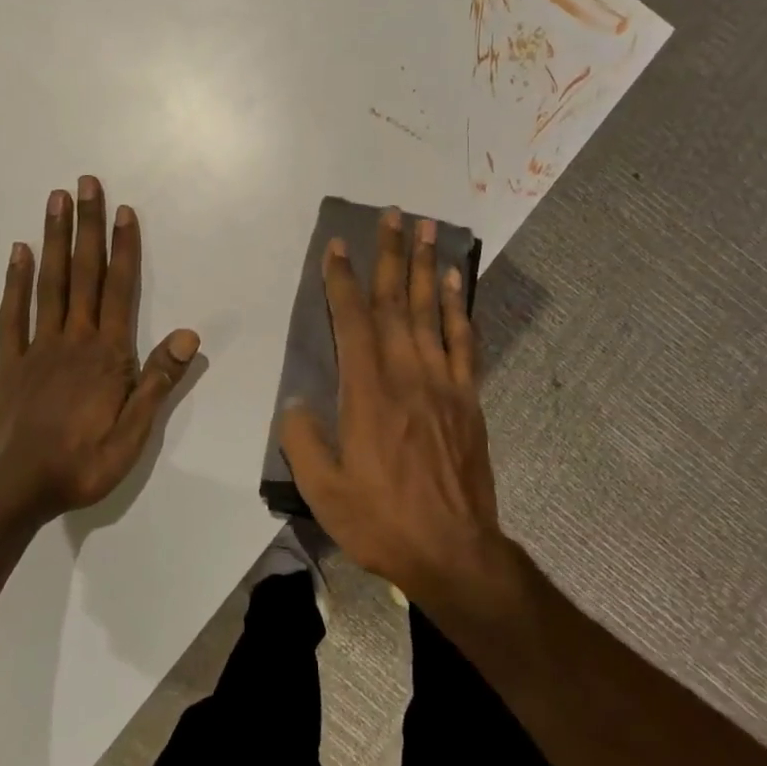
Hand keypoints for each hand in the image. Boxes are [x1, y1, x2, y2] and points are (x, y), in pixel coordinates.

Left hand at [0, 176, 198, 526]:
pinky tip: (19, 251)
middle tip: (86, 183)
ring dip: (54, 239)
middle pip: (83, 274)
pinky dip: (16, 281)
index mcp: (107, 355)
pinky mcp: (10, 362)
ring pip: (49, 283)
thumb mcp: (134, 434)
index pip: (119, 290)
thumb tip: (189, 335)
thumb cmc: (82, 463)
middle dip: (87, 226)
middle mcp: (73, 339)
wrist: (14, 489)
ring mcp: (37, 347)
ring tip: (56, 200)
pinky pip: (13, 314)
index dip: (124, 249)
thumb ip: (158, 381)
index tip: (124, 211)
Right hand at [279, 209, 504, 604]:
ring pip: (432, 311)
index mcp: (367, 392)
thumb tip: (298, 400)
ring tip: (426, 227)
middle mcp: (406, 374)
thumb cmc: (380, 520)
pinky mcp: (468, 398)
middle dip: (391, 253)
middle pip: (397, 301)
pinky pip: (463, 341)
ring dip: (426, 265)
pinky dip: (458, 307)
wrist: (454, 552)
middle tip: (392, 213)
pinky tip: (454, 281)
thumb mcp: (322, 488)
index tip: (337, 246)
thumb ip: (301, 437)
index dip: (342, 280)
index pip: (352, 320)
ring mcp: (443, 383)